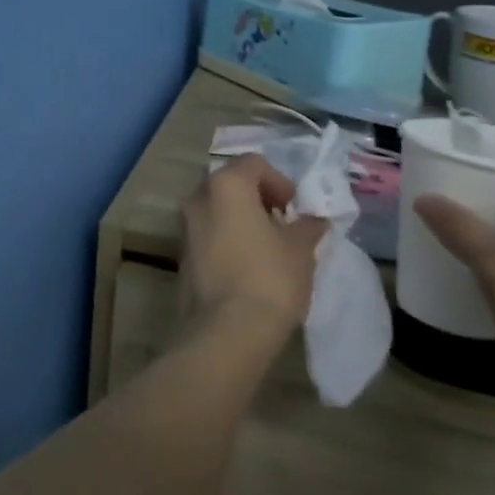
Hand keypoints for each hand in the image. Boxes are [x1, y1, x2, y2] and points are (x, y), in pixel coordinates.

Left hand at [181, 155, 326, 342]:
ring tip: (270, 248)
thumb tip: (312, 219)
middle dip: (259, 199)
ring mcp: (185, 227)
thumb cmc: (269, 278)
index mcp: (225, 185)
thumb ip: (307, 226)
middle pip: (232, 184)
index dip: (280, 181)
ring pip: (218, 210)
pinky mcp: (181, 255)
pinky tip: (250, 267)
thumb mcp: (301, 249)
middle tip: (284, 225)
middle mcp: (198, 198)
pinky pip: (209, 235)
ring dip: (242, 220)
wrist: (227, 330)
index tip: (296, 209)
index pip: (254, 163)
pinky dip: (228, 240)